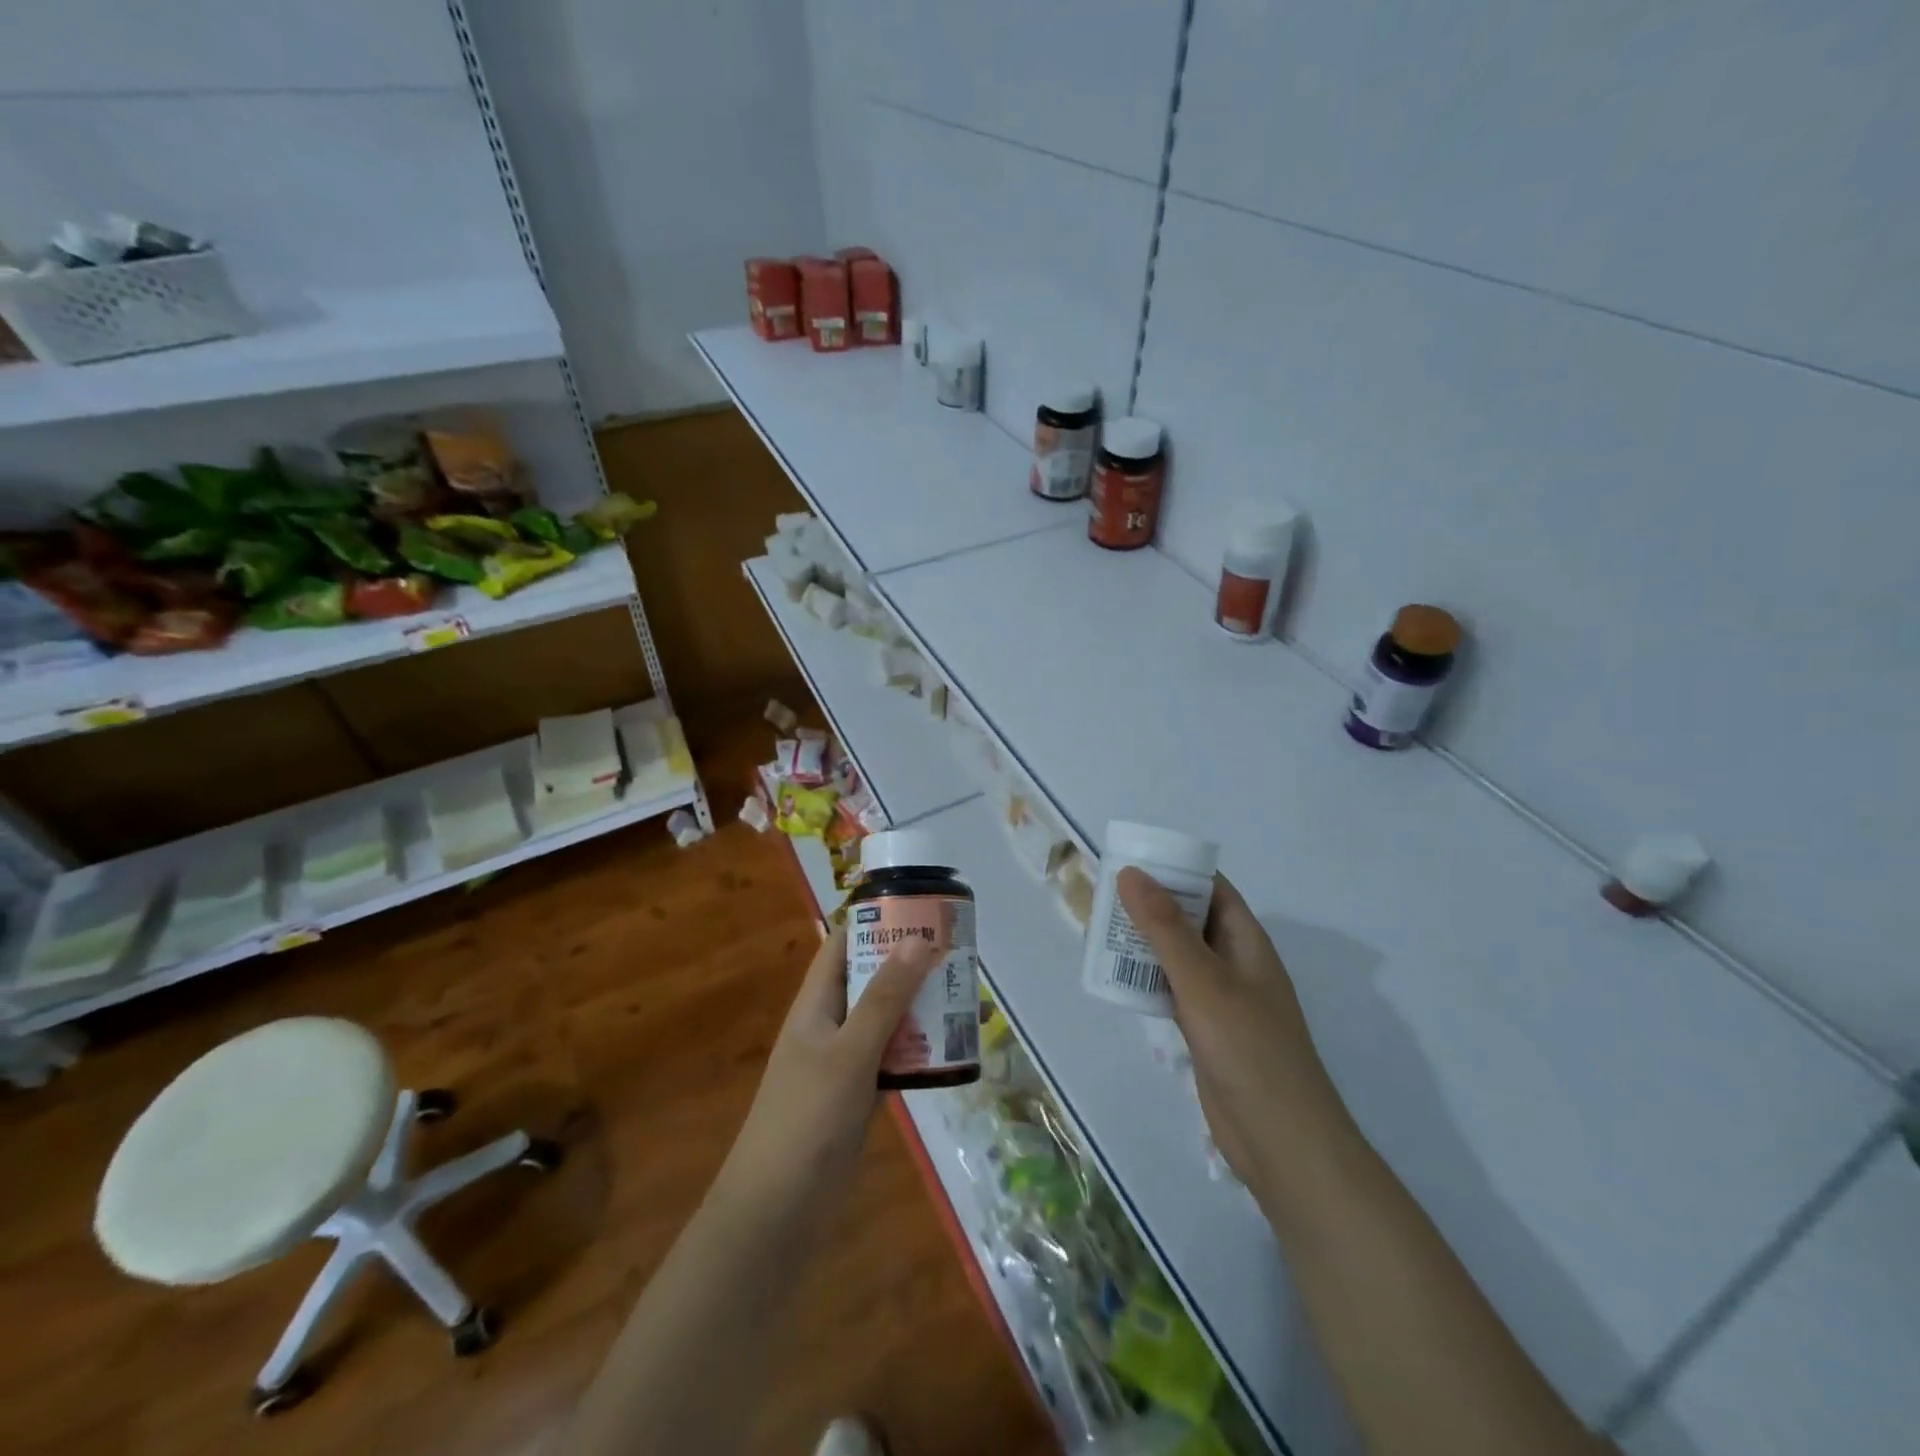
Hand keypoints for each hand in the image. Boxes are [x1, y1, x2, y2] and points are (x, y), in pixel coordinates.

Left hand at [716, 921, 938, 1215]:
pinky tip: (953, 1047)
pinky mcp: (860, 1095)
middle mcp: (830, 1024)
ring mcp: (845, 1061)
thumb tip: (917, 939)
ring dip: (920, 1006)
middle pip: (871, 979)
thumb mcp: (849, 1052)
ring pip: (887, 1019)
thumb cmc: (807, 1119)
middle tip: (957, 949)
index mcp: (817, 1004)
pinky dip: (919, 1049)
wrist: (778, 1211)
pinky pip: (894, 1058)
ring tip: (965, 991)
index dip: (875, 920)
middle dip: (909, 963)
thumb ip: (884, 998)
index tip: (919, 906)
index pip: (843, 944)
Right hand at [1116, 868, 1355, 1200]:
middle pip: (1191, 919)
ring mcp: (1222, 999)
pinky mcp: (1207, 1031)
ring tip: (1099, 930)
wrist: (1281, 1140)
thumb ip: (1165, 927)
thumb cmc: (1248, 1048)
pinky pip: (1172, 991)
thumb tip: (1130, 873)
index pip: (1212, 888)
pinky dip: (1147, 981)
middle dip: (1152, 905)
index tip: (1131, 860)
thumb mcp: (1203, 980)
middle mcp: (1235, 963)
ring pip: (1178, 956)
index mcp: (1246, 941)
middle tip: (1103, 894)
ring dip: (1145, 943)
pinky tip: (1117, 980)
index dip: (1175, 869)